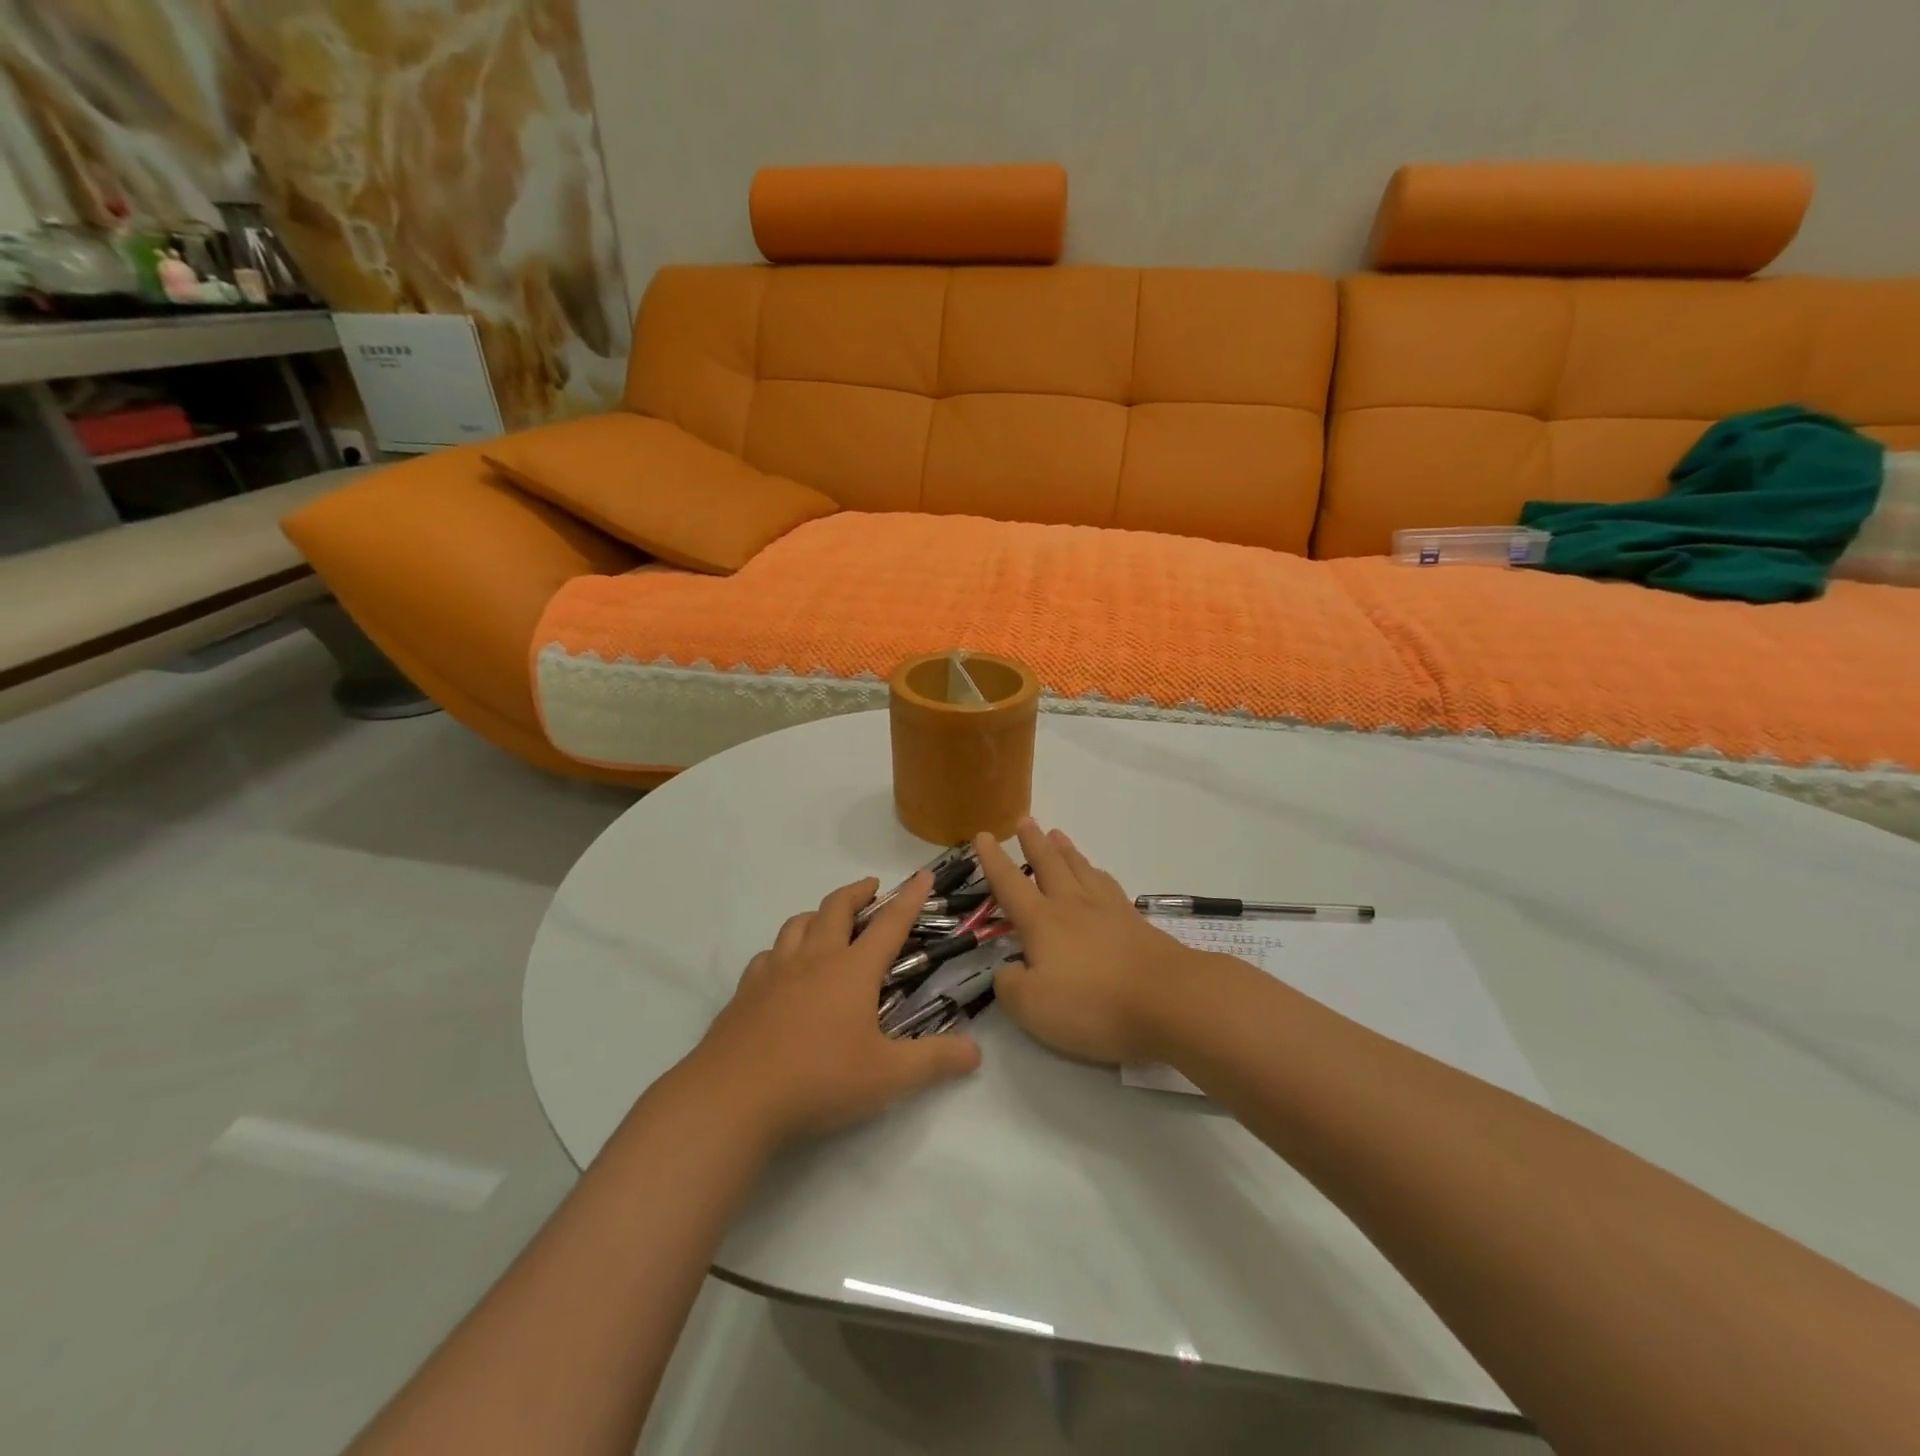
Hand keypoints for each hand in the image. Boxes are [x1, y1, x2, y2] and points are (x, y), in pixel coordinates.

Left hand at [692, 872, 980, 1142]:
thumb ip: (934, 1061)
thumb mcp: (888, 1076)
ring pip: (797, 925)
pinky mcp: (746, 992)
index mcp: (852, 970)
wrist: (733, 1097)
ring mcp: (774, 972)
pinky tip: (782, 969)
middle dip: (858, 891)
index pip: (889, 924)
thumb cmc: (819, 1079)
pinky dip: (782, 951)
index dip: (909, 898)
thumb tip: (976, 1051)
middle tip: (871, 888)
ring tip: (827, 922)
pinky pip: (767, 956)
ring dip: (818, 915)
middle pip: (836, 908)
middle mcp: (814, 959)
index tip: (922, 875)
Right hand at [973, 820, 1198, 1064]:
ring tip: (1057, 834)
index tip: (983, 835)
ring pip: (1081, 869)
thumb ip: (1010, 986)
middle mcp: (1072, 905)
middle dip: (1032, 842)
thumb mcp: (1033, 1007)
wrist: (1169, 1000)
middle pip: (1049, 865)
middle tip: (1024, 820)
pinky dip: (1097, 873)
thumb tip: (1008, 970)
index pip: (1010, 884)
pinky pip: (1109, 886)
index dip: (993, 860)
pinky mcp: (1136, 923)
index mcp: (1042, 921)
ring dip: (1066, 850)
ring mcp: (1108, 910)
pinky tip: (1099, 875)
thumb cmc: (1093, 1004)